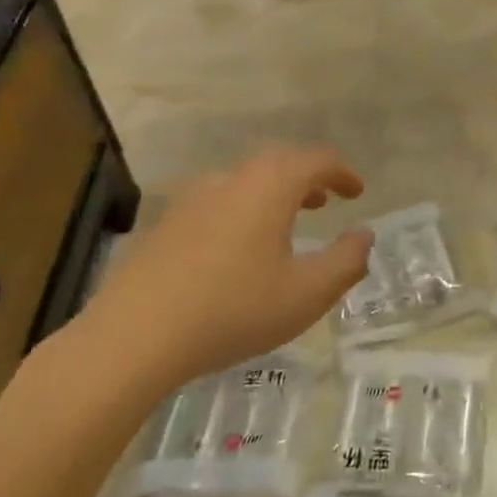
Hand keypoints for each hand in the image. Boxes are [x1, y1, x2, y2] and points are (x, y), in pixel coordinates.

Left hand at [74, 147, 372, 391]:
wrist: (133, 336)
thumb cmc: (232, 311)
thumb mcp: (306, 295)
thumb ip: (346, 261)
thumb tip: (364, 235)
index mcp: (270, 186)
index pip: (316, 160)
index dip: (342, 173)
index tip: (357, 192)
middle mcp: (231, 179)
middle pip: (278, 163)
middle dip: (308, 178)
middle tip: (326, 202)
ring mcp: (192, 198)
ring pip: (245, 181)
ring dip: (274, 192)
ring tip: (287, 221)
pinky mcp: (166, 222)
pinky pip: (218, 201)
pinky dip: (243, 209)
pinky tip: (238, 247)